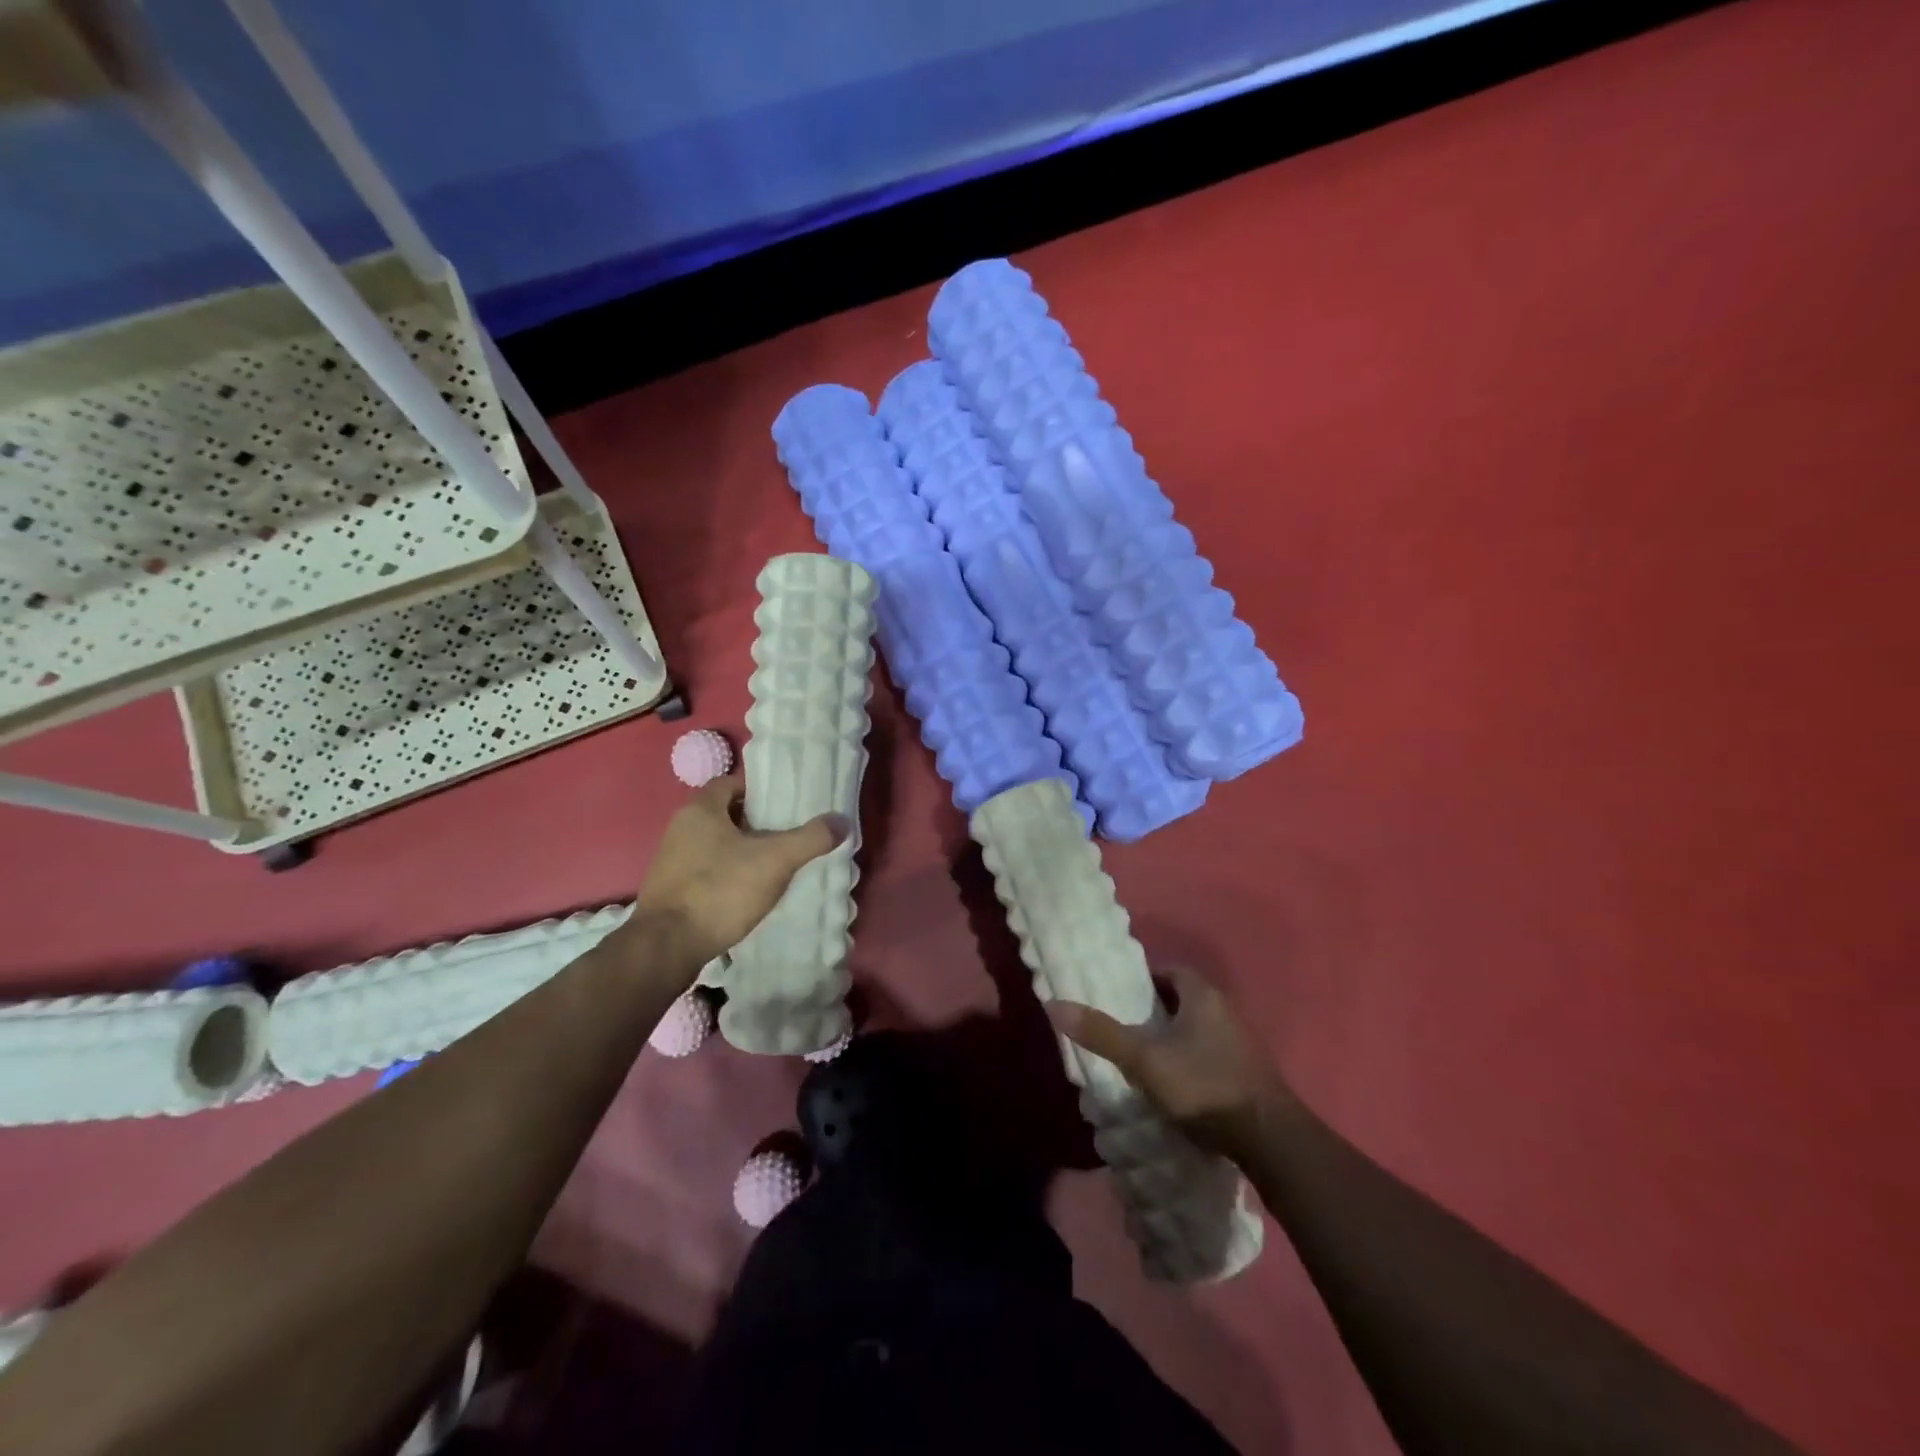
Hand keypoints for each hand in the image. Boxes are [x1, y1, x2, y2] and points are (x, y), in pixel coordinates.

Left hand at [631, 774, 847, 970]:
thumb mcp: (775, 861)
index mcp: (700, 810)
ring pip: (713, 844)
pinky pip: (704, 870)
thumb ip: (811, 838)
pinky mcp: (670, 890)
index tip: (784, 805)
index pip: (729, 783)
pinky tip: (746, 892)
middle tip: (785, 834)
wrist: (667, 947)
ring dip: (739, 850)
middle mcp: (680, 828)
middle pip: (723, 814)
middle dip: (754, 822)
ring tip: (771, 864)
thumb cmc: (721, 890)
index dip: (758, 790)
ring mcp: (670, 860)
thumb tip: (842, 821)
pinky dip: (725, 874)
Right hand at [1046, 964, 1290, 1160]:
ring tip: (1145, 1058)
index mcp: (1203, 995)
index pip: (1169, 971)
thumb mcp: (1144, 1060)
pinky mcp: (1249, 1074)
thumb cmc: (1203, 1086)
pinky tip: (1176, 1085)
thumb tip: (1055, 1004)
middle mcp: (1226, 1010)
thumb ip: (1102, 1033)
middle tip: (1126, 1029)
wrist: (1270, 1139)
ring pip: (1198, 1029)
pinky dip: (1191, 1061)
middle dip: (1155, 1011)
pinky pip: (1211, 1054)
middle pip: (1183, 1000)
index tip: (1120, 999)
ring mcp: (1242, 1043)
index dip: (1143, 981)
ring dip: (1174, 1038)